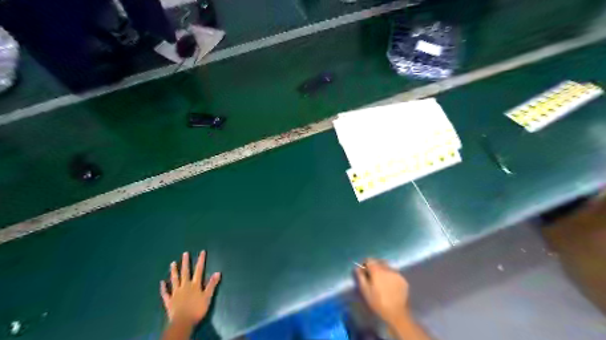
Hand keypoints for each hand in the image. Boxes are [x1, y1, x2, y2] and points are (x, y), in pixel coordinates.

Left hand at [160, 251, 221, 325]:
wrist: (182, 322)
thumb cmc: (197, 310)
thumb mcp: (208, 297)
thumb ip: (212, 284)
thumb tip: (218, 272)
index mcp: (195, 285)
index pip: (199, 270)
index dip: (200, 261)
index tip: (201, 252)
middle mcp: (184, 286)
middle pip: (185, 272)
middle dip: (186, 262)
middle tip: (185, 253)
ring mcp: (175, 293)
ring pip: (174, 280)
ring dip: (174, 271)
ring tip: (173, 263)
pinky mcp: (169, 301)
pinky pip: (165, 293)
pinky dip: (163, 288)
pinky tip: (161, 282)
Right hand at [357, 259, 411, 325]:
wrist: (396, 313)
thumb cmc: (378, 302)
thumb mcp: (365, 291)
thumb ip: (360, 277)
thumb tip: (357, 268)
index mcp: (377, 270)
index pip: (369, 259)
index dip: (365, 264)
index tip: (364, 271)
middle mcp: (387, 269)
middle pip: (379, 261)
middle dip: (374, 266)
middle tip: (372, 276)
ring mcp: (397, 274)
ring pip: (387, 267)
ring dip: (383, 271)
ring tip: (381, 281)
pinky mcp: (403, 280)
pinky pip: (395, 274)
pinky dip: (391, 276)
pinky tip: (390, 286)